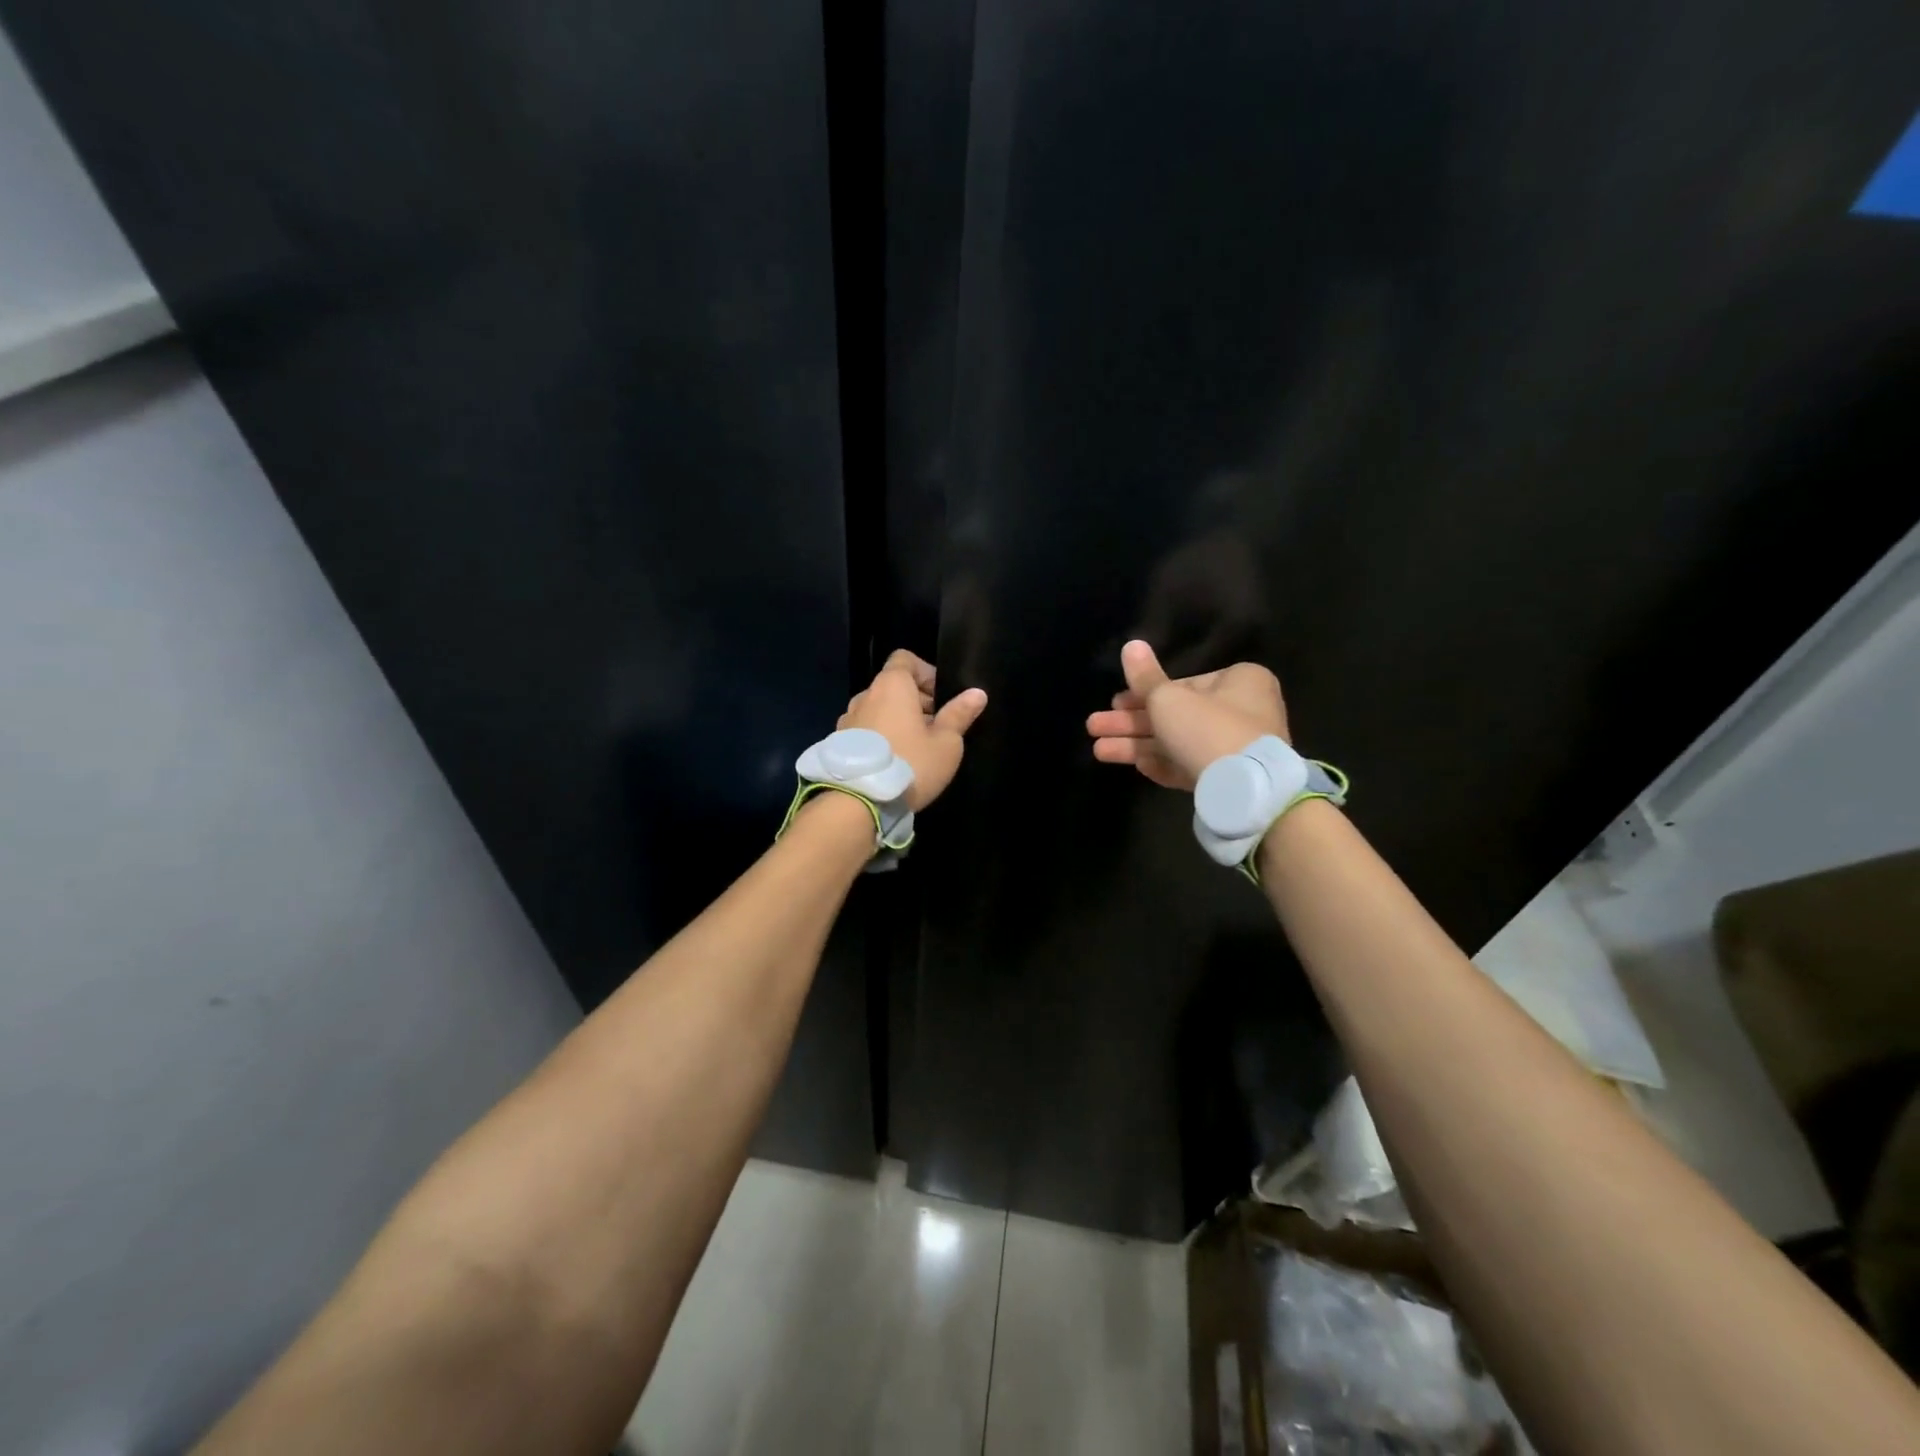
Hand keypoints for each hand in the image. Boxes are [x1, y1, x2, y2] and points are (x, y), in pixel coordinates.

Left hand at [840, 649, 988, 809]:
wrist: (857, 802)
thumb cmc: (910, 764)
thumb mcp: (946, 743)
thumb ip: (959, 715)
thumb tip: (977, 693)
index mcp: (891, 686)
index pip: (905, 659)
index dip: (926, 672)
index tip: (941, 697)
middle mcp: (865, 696)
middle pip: (892, 686)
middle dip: (915, 701)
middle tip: (935, 728)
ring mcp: (847, 720)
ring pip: (878, 710)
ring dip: (896, 720)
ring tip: (915, 748)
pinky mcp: (838, 744)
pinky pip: (865, 730)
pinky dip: (880, 737)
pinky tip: (893, 762)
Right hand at [1085, 639, 1288, 790]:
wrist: (1247, 790)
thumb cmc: (1207, 729)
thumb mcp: (1167, 699)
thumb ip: (1144, 677)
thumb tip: (1131, 645)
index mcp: (1239, 681)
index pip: (1182, 684)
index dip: (1143, 693)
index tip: (1114, 703)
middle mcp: (1242, 711)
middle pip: (1175, 715)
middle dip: (1131, 723)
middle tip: (1094, 727)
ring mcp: (1236, 749)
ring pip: (1177, 743)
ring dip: (1137, 746)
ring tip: (1099, 751)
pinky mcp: (1230, 780)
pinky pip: (1191, 767)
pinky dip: (1164, 765)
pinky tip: (1138, 766)